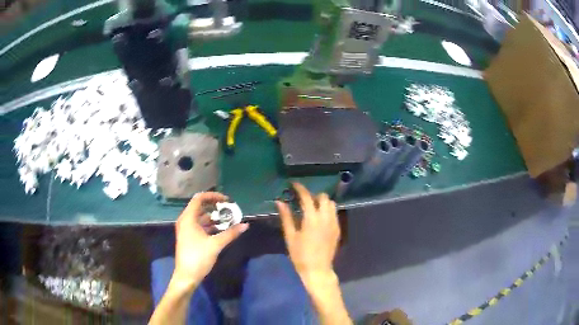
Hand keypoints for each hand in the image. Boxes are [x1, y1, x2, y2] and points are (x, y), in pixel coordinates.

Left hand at [172, 192, 247, 290]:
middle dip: (215, 207)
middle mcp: (185, 221)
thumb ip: (230, 233)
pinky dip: (210, 225)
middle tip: (229, 210)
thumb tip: (245, 225)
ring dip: (214, 217)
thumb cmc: (198, 258)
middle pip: (200, 207)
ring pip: (200, 217)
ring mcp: (186, 229)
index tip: (226, 200)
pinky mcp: (189, 237)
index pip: (199, 199)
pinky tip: (221, 230)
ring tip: (228, 220)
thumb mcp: (216, 245)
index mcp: (188, 218)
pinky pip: (200, 225)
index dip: (213, 196)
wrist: (187, 276)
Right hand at [276, 183, 339, 286]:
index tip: (293, 184)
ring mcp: (334, 223)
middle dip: (313, 195)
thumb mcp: (290, 236)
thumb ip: (286, 217)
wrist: (317, 269)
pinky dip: (327, 210)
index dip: (300, 188)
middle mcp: (326, 218)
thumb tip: (280, 202)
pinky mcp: (338, 229)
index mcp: (312, 219)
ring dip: (322, 202)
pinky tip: (319, 218)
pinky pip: (334, 213)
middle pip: (323, 197)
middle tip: (303, 200)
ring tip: (312, 208)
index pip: (307, 197)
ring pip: (331, 204)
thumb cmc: (300, 255)